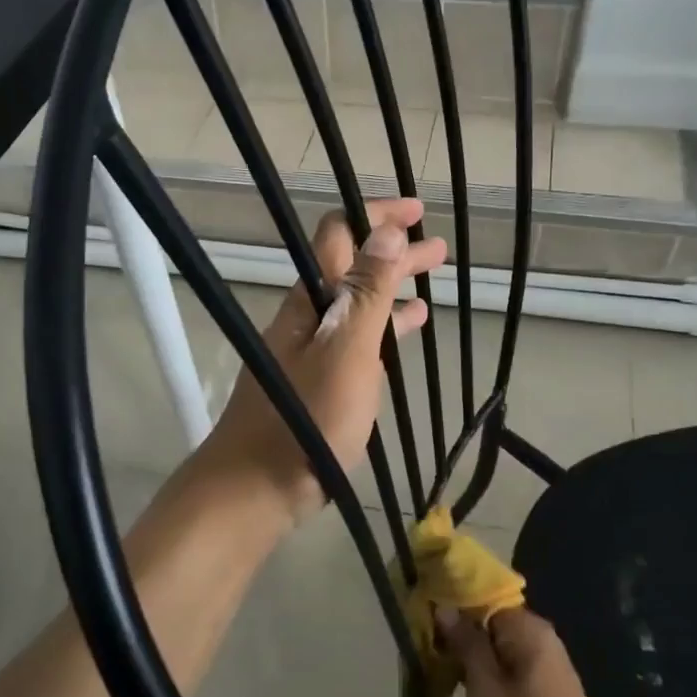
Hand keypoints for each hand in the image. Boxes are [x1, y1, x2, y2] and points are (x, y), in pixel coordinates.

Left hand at [197, 197, 445, 520]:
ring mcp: (312, 350)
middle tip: (437, 247)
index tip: (415, 211)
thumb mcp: (347, 351)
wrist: (258, 486)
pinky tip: (407, 333)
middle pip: (352, 268)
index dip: (375, 216)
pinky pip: (358, 340)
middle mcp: (309, 317)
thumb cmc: (307, 418)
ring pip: (358, 305)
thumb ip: (367, 293)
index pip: (339, 236)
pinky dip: (384, 329)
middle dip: (393, 252)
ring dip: (392, 289)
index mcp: (311, 300)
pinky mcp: (320, 381)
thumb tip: (385, 230)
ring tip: (431, 284)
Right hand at [441, 607, 632, 696]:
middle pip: (491, 621)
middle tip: (425, 652)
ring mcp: (548, 664)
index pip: (482, 598)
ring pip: (499, 647)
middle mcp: (542, 637)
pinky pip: (510, 667)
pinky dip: (488, 675)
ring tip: (438, 673)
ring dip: (471, 658)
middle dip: (459, 634)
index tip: (421, 619)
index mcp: (528, 629)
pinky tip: (469, 692)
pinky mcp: (549, 689)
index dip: (451, 605)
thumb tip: (447, 607)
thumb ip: (467, 645)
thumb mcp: (487, 693)